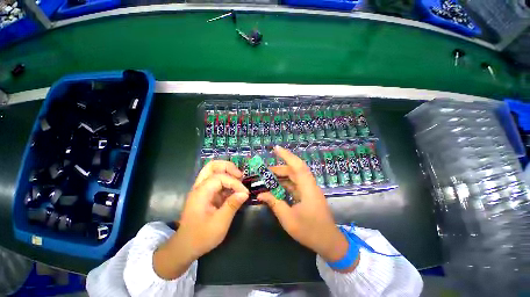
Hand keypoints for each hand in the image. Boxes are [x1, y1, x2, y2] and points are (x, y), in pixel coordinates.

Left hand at [154, 161, 248, 279]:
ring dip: (227, 172)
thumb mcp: (220, 223)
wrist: (185, 247)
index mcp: (201, 192)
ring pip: (213, 171)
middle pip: (212, 166)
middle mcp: (200, 187)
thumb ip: (232, 205)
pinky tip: (234, 189)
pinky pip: (216, 181)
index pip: (220, 177)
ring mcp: (202, 190)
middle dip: (228, 167)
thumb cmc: (201, 236)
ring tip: (239, 179)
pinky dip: (226, 181)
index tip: (245, 193)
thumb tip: (245, 193)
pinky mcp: (205, 194)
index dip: (235, 183)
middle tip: (240, 175)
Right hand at [258, 146, 356, 271]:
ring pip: (294, 177)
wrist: (329, 242)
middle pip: (294, 170)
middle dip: (279, 168)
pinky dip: (285, 183)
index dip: (287, 155)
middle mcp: (309, 185)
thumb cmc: (310, 231)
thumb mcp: (288, 219)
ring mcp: (309, 189)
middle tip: (265, 171)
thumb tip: (260, 194)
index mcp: (308, 188)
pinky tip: (276, 186)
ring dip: (282, 176)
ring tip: (268, 177)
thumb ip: (274, 203)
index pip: (297, 166)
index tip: (276, 148)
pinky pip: (295, 184)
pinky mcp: (308, 194)